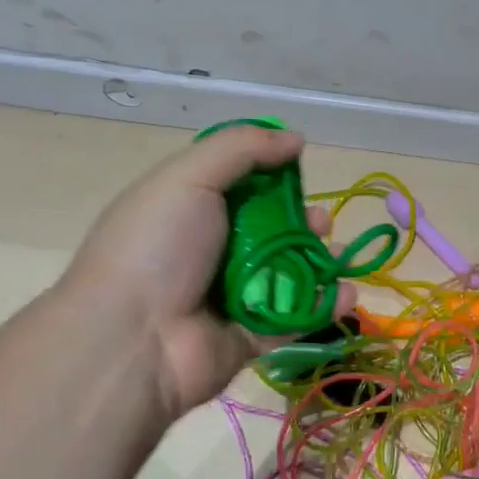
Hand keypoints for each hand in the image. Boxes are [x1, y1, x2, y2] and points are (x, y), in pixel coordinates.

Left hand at [61, 124, 350, 418]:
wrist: (133, 340)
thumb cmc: (157, 248)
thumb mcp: (188, 178)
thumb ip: (242, 149)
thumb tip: (296, 138)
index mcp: (189, 210)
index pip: (239, 186)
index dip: (272, 175)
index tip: (299, 170)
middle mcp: (211, 252)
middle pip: (270, 230)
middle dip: (302, 221)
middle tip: (320, 221)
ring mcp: (232, 297)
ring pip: (289, 273)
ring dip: (319, 262)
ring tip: (338, 255)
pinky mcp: (253, 336)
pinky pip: (296, 317)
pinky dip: (323, 305)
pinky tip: (345, 293)